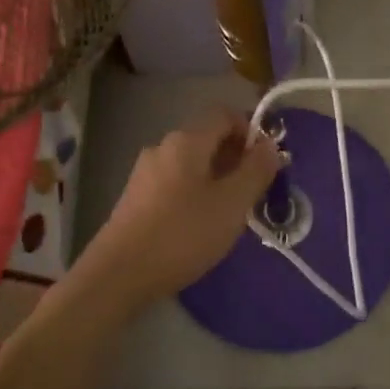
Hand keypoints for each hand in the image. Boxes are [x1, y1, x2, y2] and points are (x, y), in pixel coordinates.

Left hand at [79, 108, 282, 304]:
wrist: (119, 274)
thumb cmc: (183, 234)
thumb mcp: (232, 204)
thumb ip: (256, 170)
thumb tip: (270, 146)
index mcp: (187, 140)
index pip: (225, 114)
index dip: (251, 130)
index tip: (266, 162)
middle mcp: (163, 147)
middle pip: (208, 138)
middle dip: (236, 158)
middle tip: (254, 192)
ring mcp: (145, 172)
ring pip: (192, 163)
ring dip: (217, 179)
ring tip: (230, 214)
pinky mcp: (135, 197)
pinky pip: (175, 183)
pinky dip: (195, 193)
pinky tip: (200, 226)